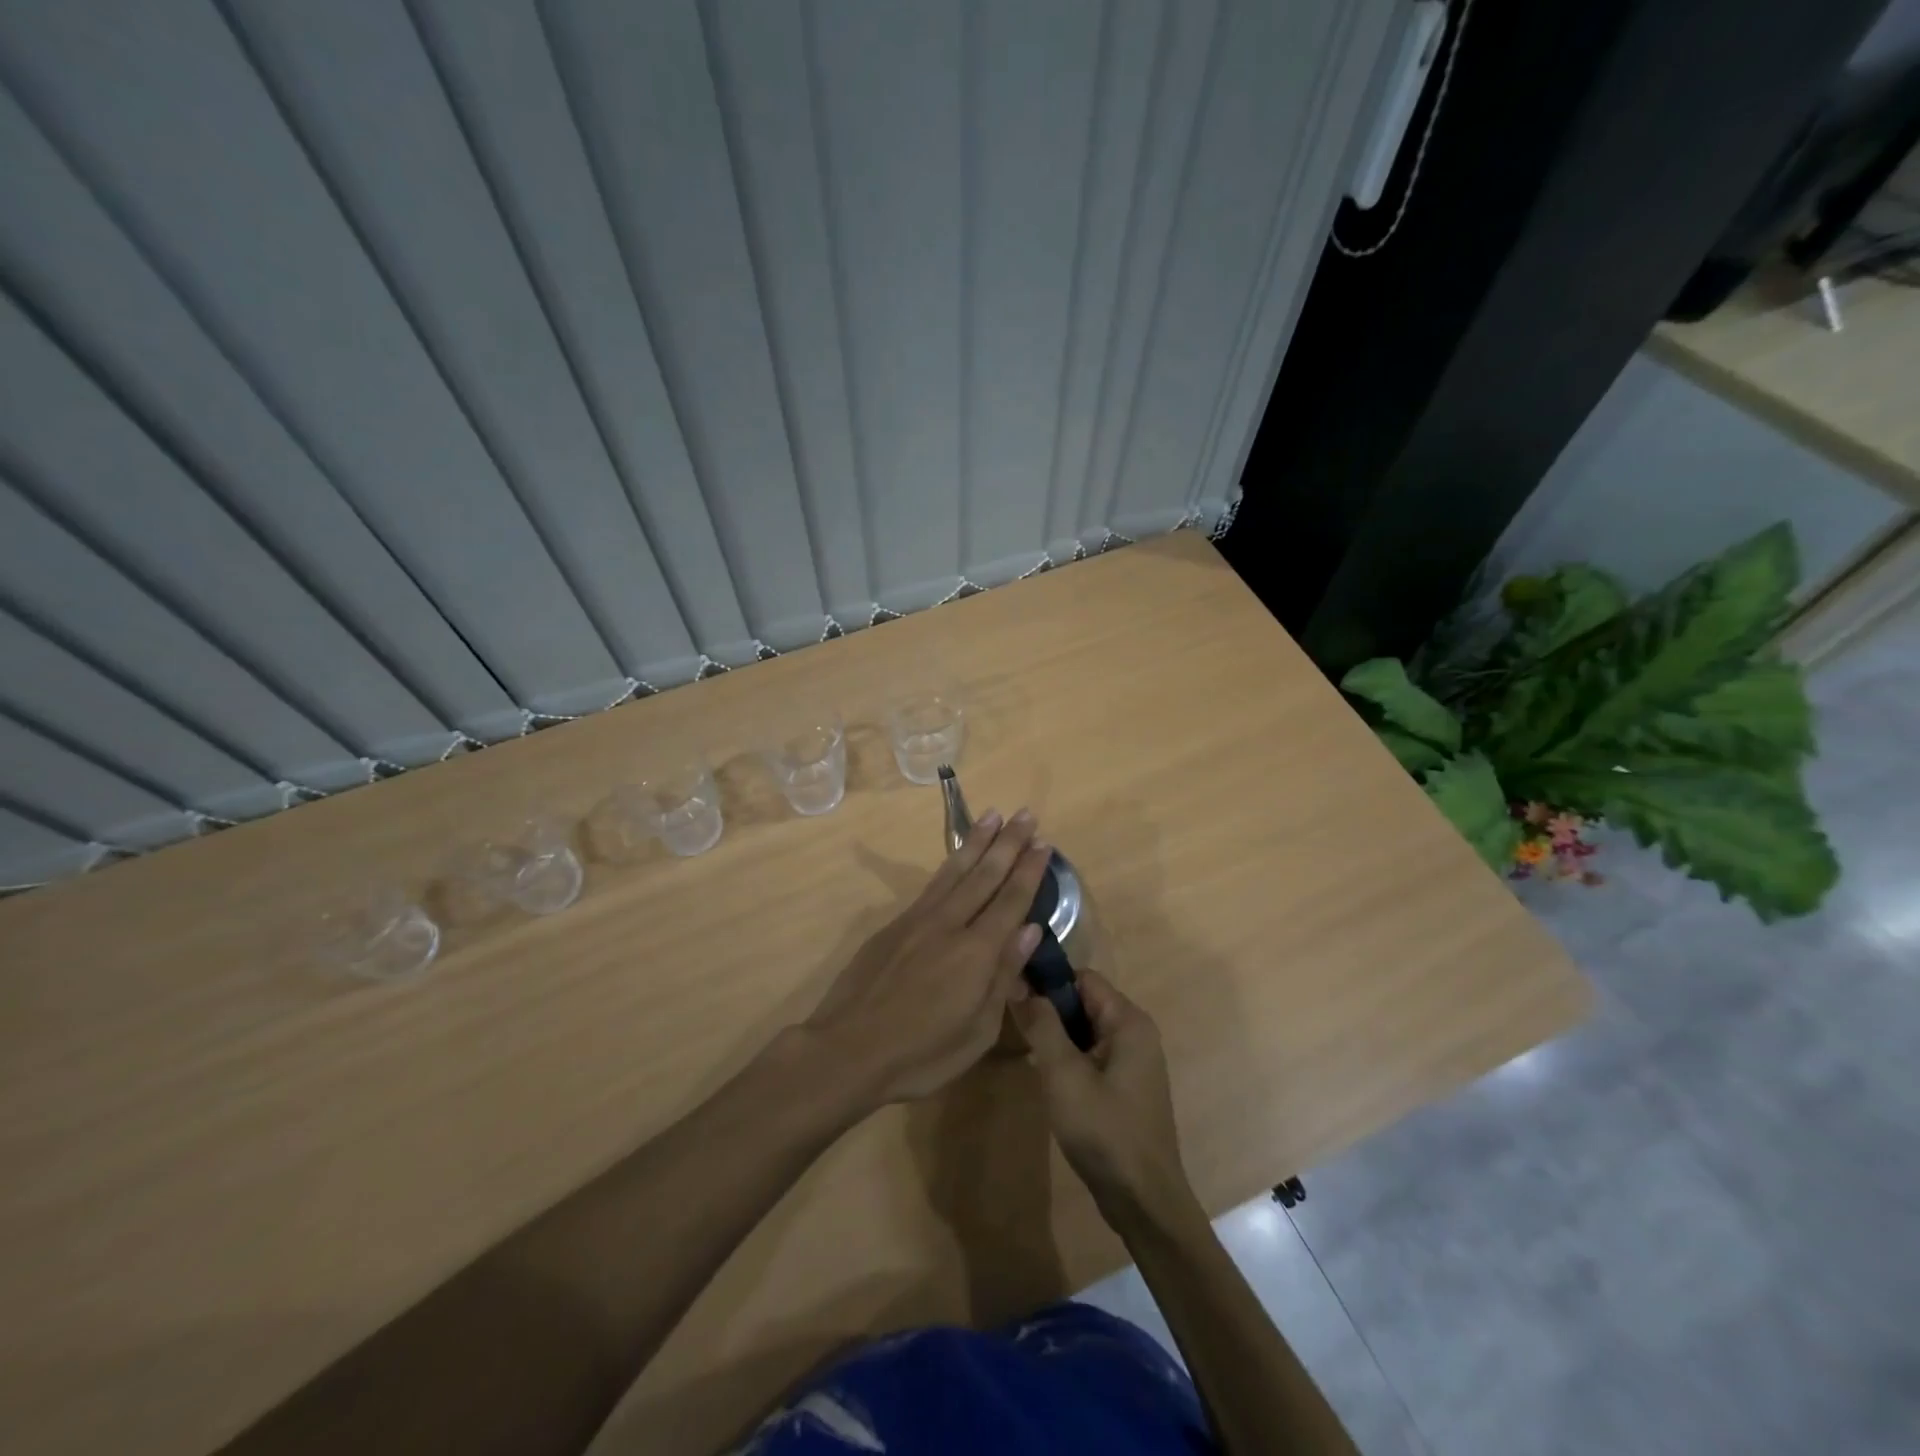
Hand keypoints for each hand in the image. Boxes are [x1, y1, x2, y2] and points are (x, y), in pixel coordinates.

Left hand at [807, 810, 1051, 1104]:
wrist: (848, 1049)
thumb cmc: (921, 1053)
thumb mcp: (977, 1031)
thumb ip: (1003, 976)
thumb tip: (1028, 930)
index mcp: (976, 952)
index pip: (1011, 901)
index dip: (1029, 871)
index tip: (1043, 843)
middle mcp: (950, 924)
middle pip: (985, 875)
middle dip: (1008, 843)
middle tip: (1025, 814)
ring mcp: (918, 920)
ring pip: (954, 871)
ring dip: (977, 842)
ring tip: (993, 816)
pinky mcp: (894, 925)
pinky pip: (932, 885)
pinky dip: (949, 865)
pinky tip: (956, 858)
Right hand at [1012, 969, 1192, 1222]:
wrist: (1144, 1202)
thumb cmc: (1105, 1131)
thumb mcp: (1064, 1075)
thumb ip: (1041, 1025)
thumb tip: (1020, 983)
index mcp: (1128, 1021)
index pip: (1082, 978)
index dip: (1047, 982)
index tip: (1013, 993)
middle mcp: (1135, 1033)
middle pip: (1083, 1002)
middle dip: (1049, 1012)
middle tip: (1013, 1026)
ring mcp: (1133, 1061)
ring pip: (1084, 1031)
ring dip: (1056, 1038)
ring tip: (1024, 1050)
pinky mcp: (1125, 1086)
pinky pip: (1091, 1056)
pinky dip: (1068, 1060)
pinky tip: (1046, 1078)